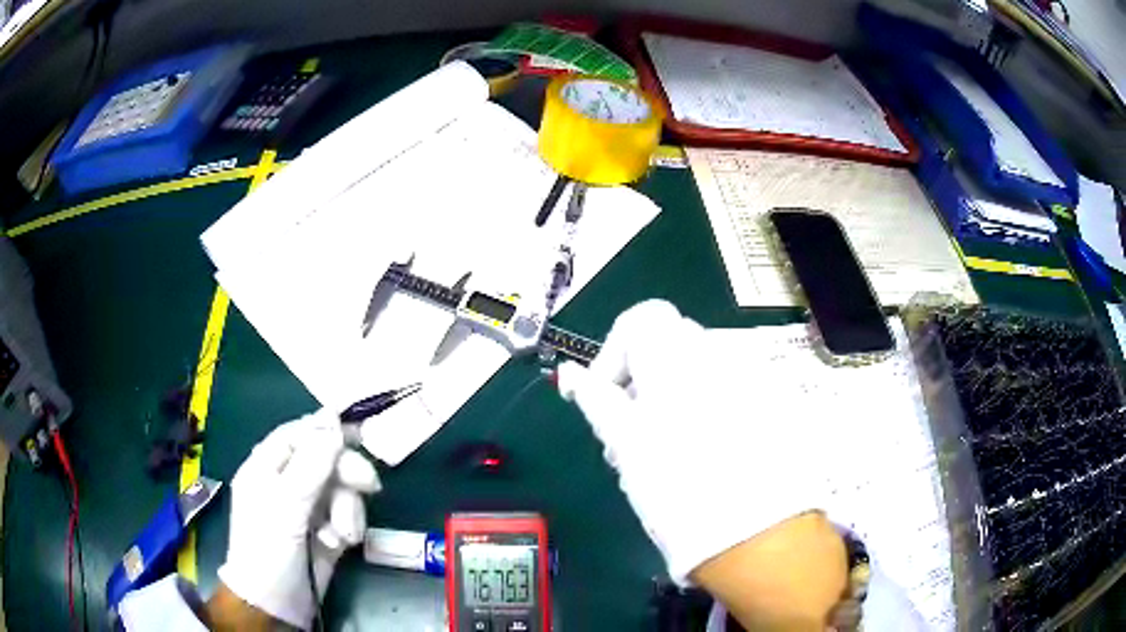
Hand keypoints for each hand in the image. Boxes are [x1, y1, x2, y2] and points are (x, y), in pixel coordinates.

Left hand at [218, 411, 379, 629]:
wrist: (277, 605)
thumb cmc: (269, 550)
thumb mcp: (285, 506)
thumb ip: (310, 465)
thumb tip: (333, 422)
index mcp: (266, 467)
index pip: (297, 434)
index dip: (325, 430)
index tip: (358, 433)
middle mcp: (288, 482)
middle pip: (325, 460)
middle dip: (347, 474)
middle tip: (369, 486)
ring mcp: (308, 507)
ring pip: (341, 489)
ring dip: (348, 510)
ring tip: (343, 535)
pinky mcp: (326, 529)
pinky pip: (347, 514)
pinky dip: (349, 527)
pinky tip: (341, 544)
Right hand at [555, 300, 833, 582]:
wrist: (755, 531)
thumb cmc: (677, 485)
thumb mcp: (626, 443)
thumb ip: (597, 400)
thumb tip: (570, 374)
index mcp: (680, 354)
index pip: (640, 321)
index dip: (614, 354)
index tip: (605, 397)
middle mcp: (719, 354)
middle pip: (669, 346)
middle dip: (642, 380)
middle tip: (629, 433)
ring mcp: (750, 378)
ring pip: (697, 371)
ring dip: (672, 396)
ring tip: (663, 450)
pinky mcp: (770, 405)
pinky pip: (727, 391)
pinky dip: (704, 409)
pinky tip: (702, 454)